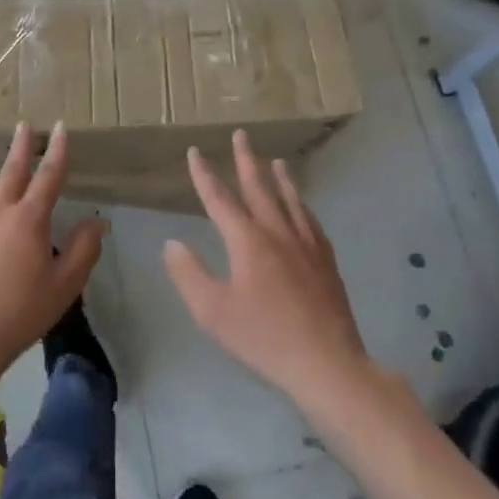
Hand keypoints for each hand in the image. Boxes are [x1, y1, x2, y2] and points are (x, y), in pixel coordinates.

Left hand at [0, 122, 104, 388]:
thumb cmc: (22, 311)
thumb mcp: (66, 284)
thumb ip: (84, 250)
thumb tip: (96, 221)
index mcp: (30, 220)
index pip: (48, 177)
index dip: (57, 151)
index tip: (60, 127)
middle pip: (12, 173)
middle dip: (20, 147)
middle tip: (24, 124)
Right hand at [166, 130, 373, 409]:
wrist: (326, 363)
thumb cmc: (264, 338)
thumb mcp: (213, 312)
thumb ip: (190, 274)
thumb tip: (172, 243)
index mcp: (248, 242)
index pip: (220, 199)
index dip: (204, 175)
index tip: (195, 151)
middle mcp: (278, 233)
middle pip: (259, 188)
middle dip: (246, 161)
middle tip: (241, 134)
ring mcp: (306, 245)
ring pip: (290, 200)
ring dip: (279, 178)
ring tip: (275, 160)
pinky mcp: (326, 261)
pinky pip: (311, 221)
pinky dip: (302, 206)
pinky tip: (304, 207)